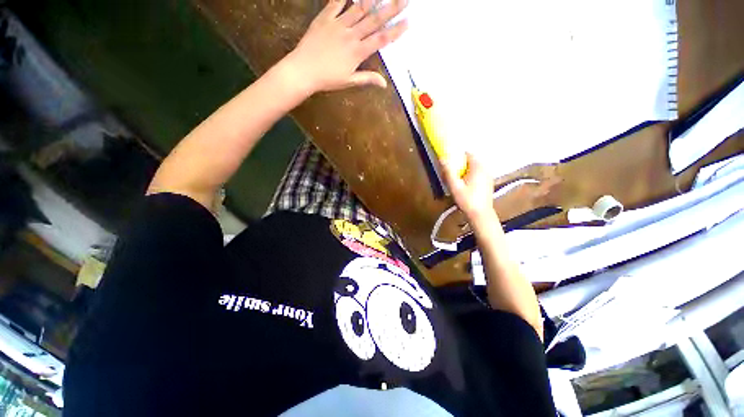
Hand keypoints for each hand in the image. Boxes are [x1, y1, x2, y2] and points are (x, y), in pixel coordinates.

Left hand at [285, 0, 407, 94]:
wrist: (303, 70)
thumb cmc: (327, 79)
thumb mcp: (349, 81)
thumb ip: (368, 79)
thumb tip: (385, 84)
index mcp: (358, 52)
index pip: (380, 39)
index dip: (395, 31)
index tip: (408, 22)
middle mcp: (351, 35)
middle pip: (374, 20)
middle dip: (391, 9)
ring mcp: (338, 24)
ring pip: (358, 8)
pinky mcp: (325, 18)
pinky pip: (336, 2)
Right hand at [441, 153, 497, 224]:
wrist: (480, 215)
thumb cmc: (467, 200)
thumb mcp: (454, 186)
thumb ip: (448, 172)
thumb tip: (442, 158)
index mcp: (478, 167)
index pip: (467, 154)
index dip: (457, 157)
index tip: (449, 165)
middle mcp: (485, 169)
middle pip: (471, 161)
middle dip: (460, 166)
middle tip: (451, 176)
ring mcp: (488, 176)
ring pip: (474, 168)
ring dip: (465, 172)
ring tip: (457, 182)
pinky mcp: (488, 183)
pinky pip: (478, 175)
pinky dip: (471, 177)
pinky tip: (465, 187)